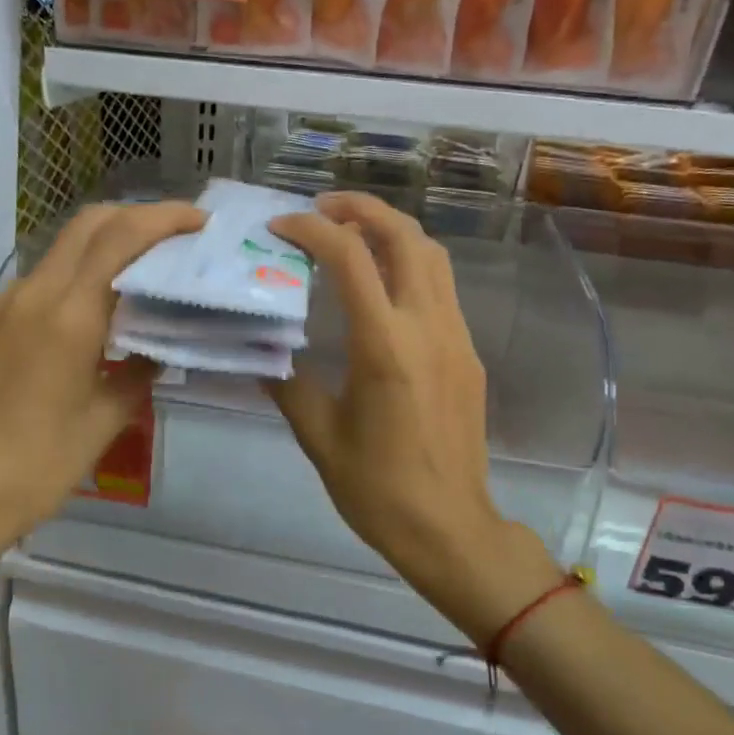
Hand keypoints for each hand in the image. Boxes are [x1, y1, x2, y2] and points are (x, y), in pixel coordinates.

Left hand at [0, 200, 204, 566]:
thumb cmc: (38, 469)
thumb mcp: (104, 423)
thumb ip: (137, 374)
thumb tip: (155, 351)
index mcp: (68, 318)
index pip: (120, 238)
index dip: (163, 218)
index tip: (197, 221)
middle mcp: (26, 296)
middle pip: (85, 226)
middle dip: (132, 219)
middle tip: (168, 237)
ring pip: (52, 260)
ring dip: (94, 259)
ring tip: (121, 292)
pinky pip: (21, 295)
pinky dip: (56, 296)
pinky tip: (62, 335)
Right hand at [268, 193, 562, 644]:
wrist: (448, 526)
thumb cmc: (377, 488)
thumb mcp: (319, 437)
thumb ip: (289, 385)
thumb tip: (266, 355)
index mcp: (384, 346)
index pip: (350, 258)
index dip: (313, 230)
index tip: (282, 227)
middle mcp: (427, 327)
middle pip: (405, 237)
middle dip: (363, 208)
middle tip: (324, 208)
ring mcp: (455, 337)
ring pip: (432, 257)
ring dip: (392, 232)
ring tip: (352, 235)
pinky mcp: (467, 353)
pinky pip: (441, 289)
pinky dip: (410, 266)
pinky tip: (382, 287)